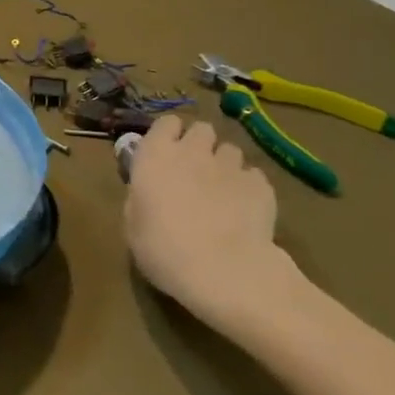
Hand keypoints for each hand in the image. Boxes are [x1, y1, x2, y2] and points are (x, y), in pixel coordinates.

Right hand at [124, 115, 290, 326]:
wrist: (224, 271)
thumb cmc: (165, 250)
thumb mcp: (133, 227)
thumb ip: (140, 198)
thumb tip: (147, 192)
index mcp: (155, 155)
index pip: (165, 122)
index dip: (168, 136)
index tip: (166, 154)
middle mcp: (193, 151)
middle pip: (201, 129)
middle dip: (200, 144)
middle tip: (195, 171)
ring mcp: (230, 165)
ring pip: (230, 150)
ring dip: (224, 164)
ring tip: (223, 191)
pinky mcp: (261, 185)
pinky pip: (253, 176)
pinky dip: (249, 187)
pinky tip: (245, 209)